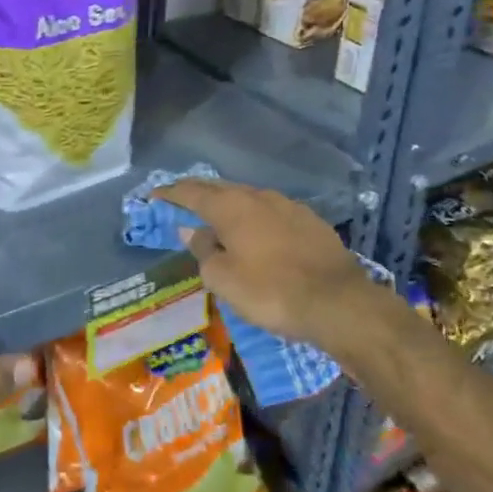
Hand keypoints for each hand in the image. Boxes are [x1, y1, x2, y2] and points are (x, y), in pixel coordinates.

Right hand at [153, 179, 388, 354]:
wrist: (338, 302)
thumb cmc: (270, 291)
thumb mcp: (224, 279)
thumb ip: (204, 251)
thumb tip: (193, 230)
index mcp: (231, 207)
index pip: (192, 192)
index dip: (171, 193)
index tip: (155, 195)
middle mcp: (258, 196)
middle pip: (221, 189)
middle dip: (199, 195)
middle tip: (182, 203)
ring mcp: (288, 206)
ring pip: (249, 199)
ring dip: (230, 207)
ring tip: (219, 220)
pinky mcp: (310, 221)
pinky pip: (272, 213)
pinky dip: (256, 219)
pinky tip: (257, 234)